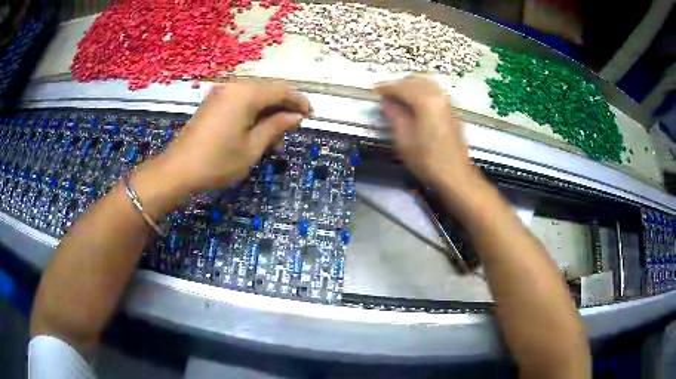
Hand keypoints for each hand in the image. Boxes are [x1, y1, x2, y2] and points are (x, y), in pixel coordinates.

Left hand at [157, 81, 310, 192]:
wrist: (177, 170)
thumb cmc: (217, 162)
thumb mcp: (252, 147)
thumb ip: (276, 126)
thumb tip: (296, 116)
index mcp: (245, 94)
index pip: (281, 90)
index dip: (299, 101)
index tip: (311, 115)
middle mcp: (234, 87)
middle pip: (267, 92)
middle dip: (283, 110)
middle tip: (292, 131)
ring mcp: (221, 94)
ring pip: (254, 98)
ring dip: (268, 115)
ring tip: (275, 141)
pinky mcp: (213, 104)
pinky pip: (240, 103)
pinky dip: (253, 115)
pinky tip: (256, 133)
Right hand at [375, 76, 476, 189]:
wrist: (455, 175)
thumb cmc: (426, 160)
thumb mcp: (403, 140)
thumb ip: (394, 116)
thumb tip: (387, 102)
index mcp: (425, 101)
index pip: (402, 87)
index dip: (386, 88)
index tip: (375, 91)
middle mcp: (439, 96)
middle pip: (415, 82)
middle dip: (399, 86)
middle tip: (386, 96)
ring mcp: (448, 102)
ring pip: (427, 85)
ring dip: (412, 87)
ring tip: (399, 98)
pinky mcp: (452, 111)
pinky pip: (435, 93)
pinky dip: (422, 93)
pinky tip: (416, 104)